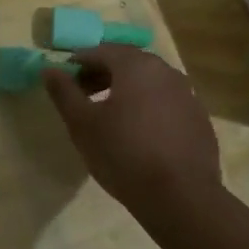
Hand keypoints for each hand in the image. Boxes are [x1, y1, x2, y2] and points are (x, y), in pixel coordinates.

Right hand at [43, 46, 221, 216]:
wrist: (180, 197)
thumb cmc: (123, 154)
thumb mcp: (82, 124)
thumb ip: (64, 92)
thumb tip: (49, 69)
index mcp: (136, 66)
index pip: (101, 51)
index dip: (78, 63)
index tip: (64, 81)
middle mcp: (166, 71)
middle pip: (127, 63)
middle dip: (102, 74)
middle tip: (83, 96)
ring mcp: (187, 95)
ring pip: (149, 82)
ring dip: (125, 90)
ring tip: (109, 115)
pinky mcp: (199, 119)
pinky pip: (166, 102)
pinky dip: (147, 107)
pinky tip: (138, 133)